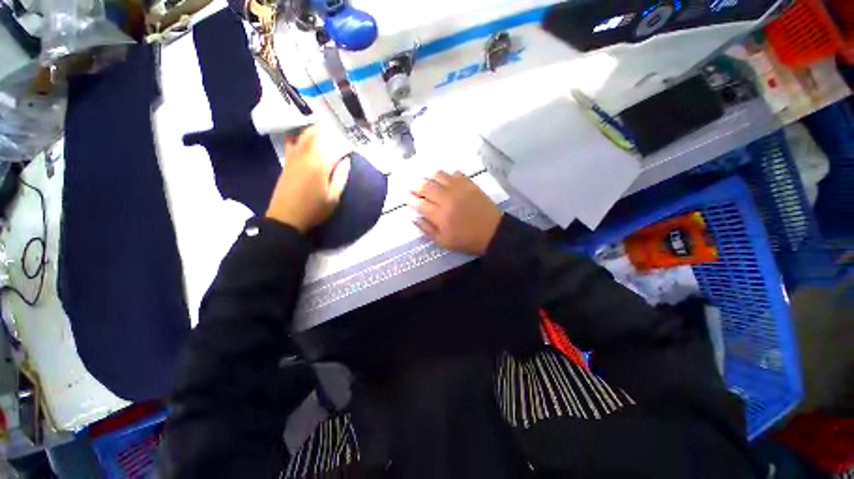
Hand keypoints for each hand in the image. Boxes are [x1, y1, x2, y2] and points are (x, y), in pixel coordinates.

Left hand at [266, 127, 350, 231]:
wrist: (286, 218)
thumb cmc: (314, 210)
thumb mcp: (334, 198)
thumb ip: (341, 177)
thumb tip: (346, 161)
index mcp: (319, 165)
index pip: (334, 147)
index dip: (344, 146)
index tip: (352, 149)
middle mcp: (305, 156)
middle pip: (317, 135)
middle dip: (329, 131)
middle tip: (339, 133)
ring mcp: (293, 157)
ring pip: (304, 136)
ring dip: (315, 130)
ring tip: (325, 129)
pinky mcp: (287, 162)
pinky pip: (293, 142)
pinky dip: (300, 136)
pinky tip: (304, 135)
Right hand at [410, 171, 502, 254]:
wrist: (493, 233)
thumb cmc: (467, 240)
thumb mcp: (444, 242)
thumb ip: (427, 230)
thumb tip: (414, 218)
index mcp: (440, 216)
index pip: (420, 203)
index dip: (411, 200)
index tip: (407, 199)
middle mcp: (447, 199)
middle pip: (426, 186)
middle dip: (416, 186)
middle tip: (413, 187)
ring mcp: (459, 189)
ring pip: (439, 176)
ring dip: (430, 178)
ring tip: (428, 182)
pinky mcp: (470, 185)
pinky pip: (455, 173)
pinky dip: (447, 175)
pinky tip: (446, 181)